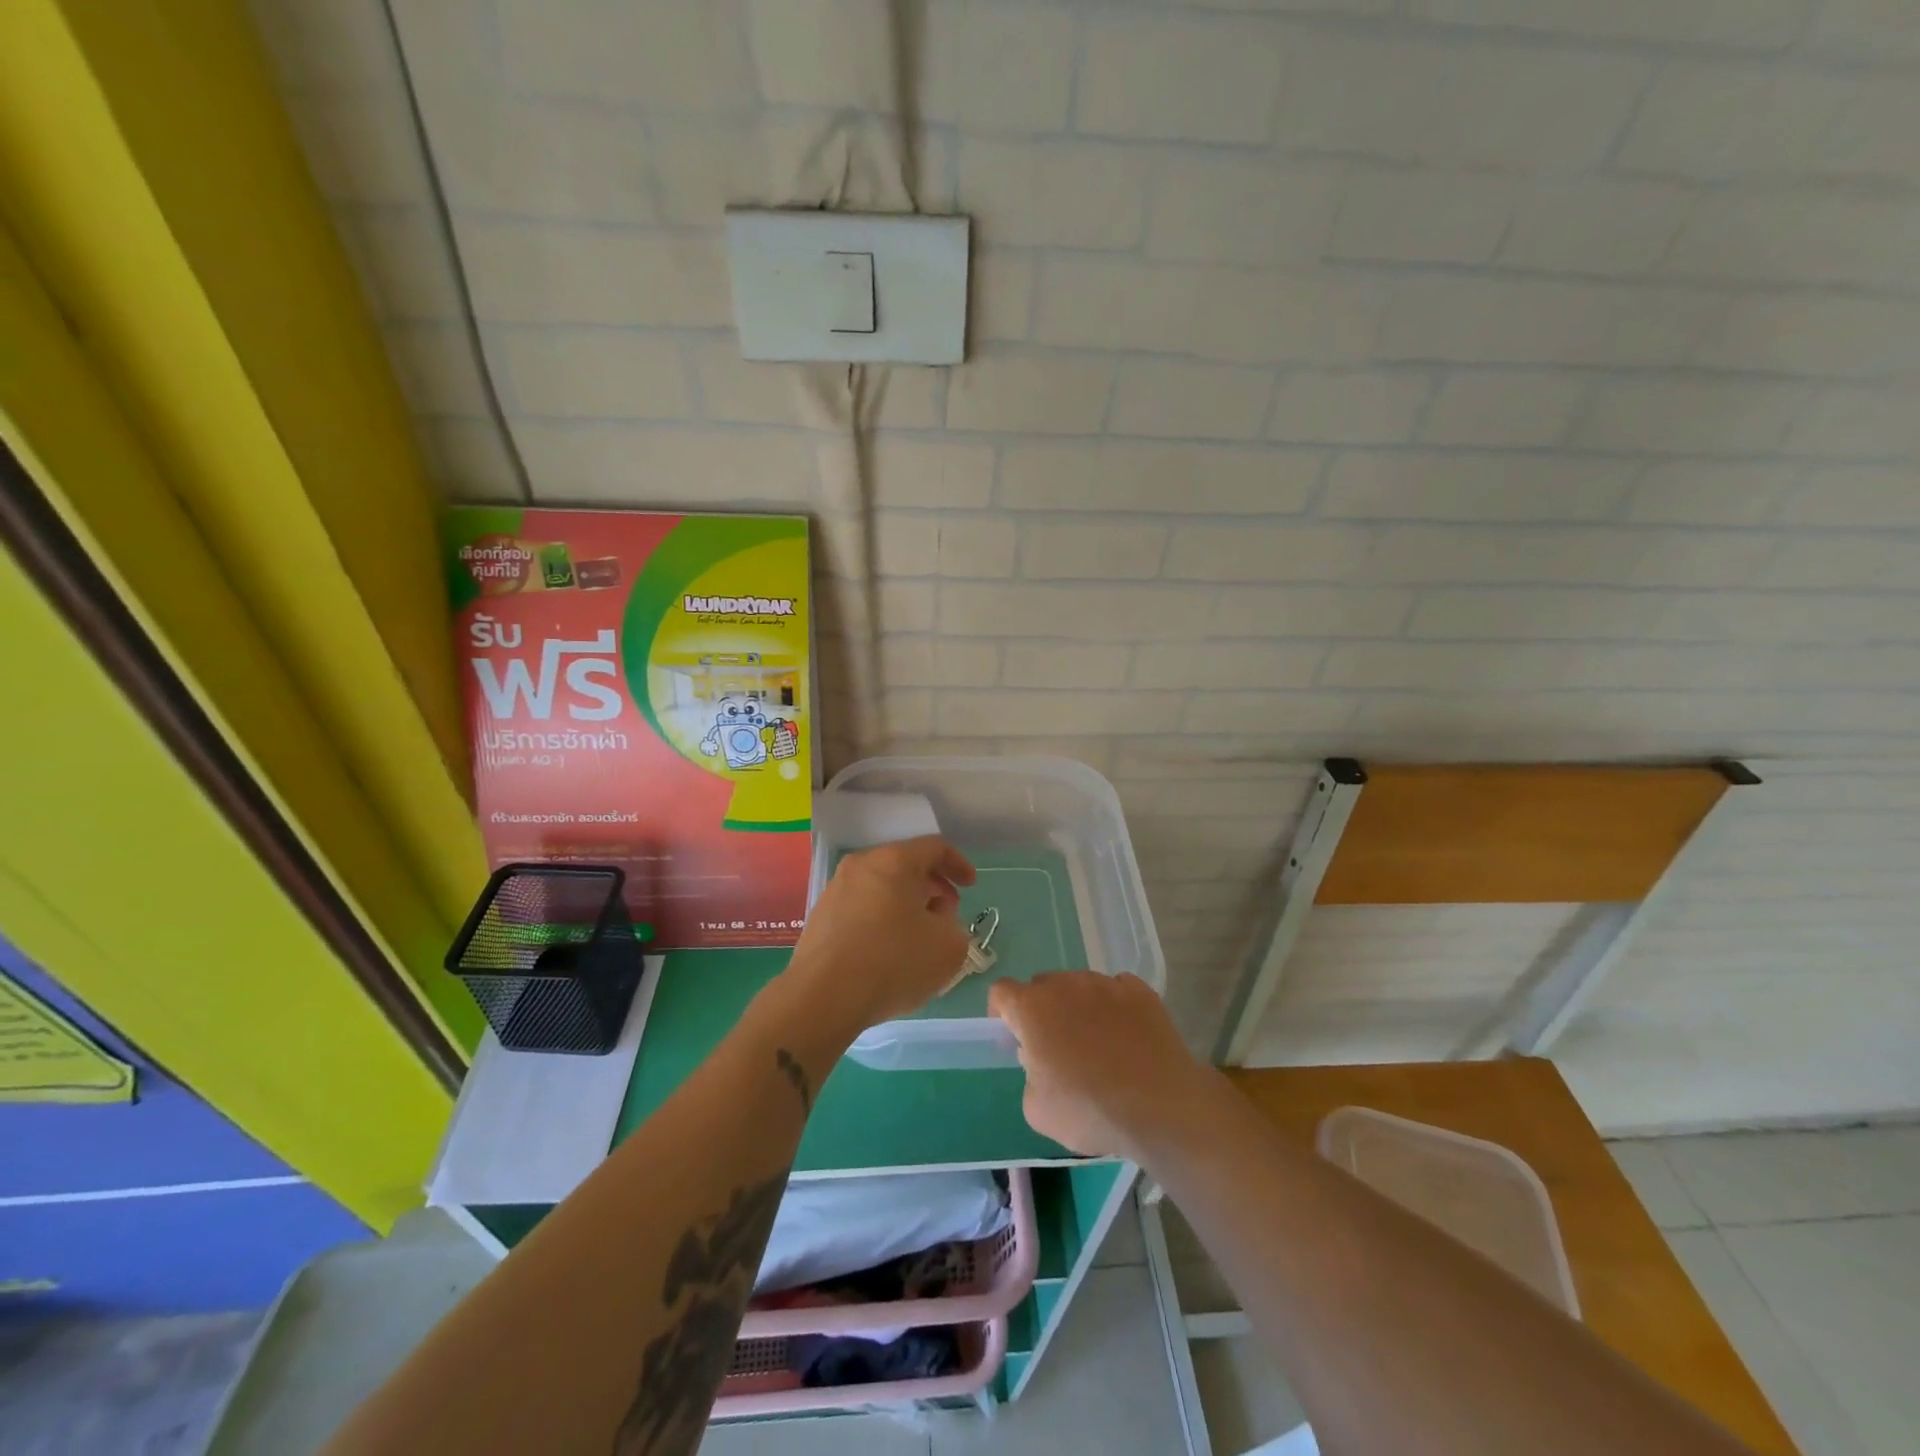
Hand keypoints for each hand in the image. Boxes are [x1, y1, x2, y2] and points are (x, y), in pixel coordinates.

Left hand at [783, 836, 976, 1035]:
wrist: (822, 998)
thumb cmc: (893, 963)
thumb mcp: (948, 947)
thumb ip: (953, 923)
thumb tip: (935, 916)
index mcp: (894, 861)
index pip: (935, 847)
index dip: (958, 864)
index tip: (971, 886)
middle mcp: (861, 865)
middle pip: (905, 864)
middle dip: (932, 884)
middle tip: (947, 911)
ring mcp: (836, 889)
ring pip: (881, 885)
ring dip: (905, 902)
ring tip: (918, 933)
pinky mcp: (820, 916)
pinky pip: (861, 906)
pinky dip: (881, 916)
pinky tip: (888, 948)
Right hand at [989, 971, 1213, 1161]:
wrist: (1161, 1107)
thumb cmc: (1090, 1110)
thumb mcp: (1037, 1110)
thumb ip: (1029, 1076)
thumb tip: (1041, 1064)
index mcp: (1032, 1008)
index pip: (1002, 992)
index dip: (1001, 1011)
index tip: (1012, 1035)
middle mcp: (1066, 984)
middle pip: (1042, 985)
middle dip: (1042, 1010)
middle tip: (1055, 1046)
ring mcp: (1105, 983)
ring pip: (1080, 986)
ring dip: (1078, 1006)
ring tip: (1097, 1043)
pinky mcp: (1140, 991)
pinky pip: (1116, 990)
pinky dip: (1114, 1007)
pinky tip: (1126, 1037)